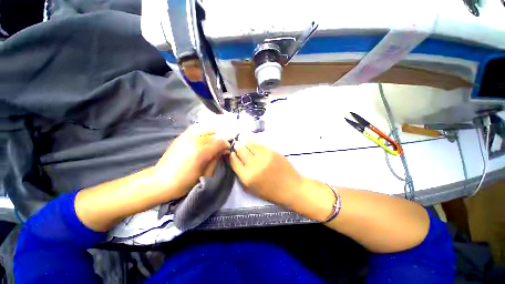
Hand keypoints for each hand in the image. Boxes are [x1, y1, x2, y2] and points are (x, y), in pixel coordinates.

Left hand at [154, 125, 230, 198]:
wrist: (160, 181)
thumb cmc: (185, 182)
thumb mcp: (205, 173)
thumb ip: (216, 158)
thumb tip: (224, 150)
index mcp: (201, 152)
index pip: (219, 141)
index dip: (226, 144)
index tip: (227, 149)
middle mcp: (194, 140)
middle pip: (214, 133)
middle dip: (221, 139)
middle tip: (222, 146)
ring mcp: (186, 136)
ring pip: (206, 128)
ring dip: (213, 134)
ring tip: (214, 141)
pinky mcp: (181, 136)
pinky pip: (197, 128)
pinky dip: (205, 130)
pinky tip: (205, 137)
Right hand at [229, 141, 305, 207]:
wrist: (291, 188)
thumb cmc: (271, 191)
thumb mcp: (252, 188)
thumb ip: (242, 174)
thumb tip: (236, 159)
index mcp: (247, 177)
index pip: (233, 161)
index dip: (231, 155)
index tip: (231, 152)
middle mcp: (253, 165)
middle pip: (240, 150)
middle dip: (237, 146)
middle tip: (237, 144)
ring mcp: (263, 157)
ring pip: (249, 144)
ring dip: (244, 141)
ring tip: (242, 139)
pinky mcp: (272, 151)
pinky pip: (259, 144)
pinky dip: (254, 142)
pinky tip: (252, 141)